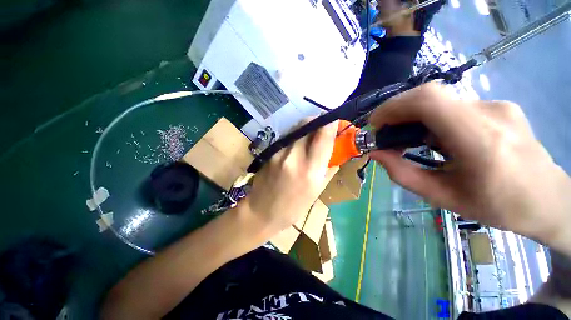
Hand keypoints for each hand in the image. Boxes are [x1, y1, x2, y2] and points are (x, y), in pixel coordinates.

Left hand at [245, 120, 338, 233]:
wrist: (261, 211)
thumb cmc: (293, 207)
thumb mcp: (317, 192)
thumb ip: (328, 168)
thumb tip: (335, 152)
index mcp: (310, 170)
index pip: (323, 136)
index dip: (330, 123)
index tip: (335, 121)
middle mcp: (294, 156)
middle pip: (307, 124)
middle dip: (318, 121)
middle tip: (324, 127)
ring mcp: (279, 152)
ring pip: (296, 128)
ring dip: (307, 127)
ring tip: (311, 135)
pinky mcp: (269, 151)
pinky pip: (287, 136)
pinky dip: (296, 135)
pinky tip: (297, 144)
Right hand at [369, 83, 570, 250]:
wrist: (549, 199)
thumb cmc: (498, 206)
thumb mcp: (443, 197)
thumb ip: (403, 174)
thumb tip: (376, 153)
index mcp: (480, 141)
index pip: (429, 101)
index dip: (394, 107)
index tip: (376, 124)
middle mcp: (490, 113)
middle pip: (430, 96)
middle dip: (397, 112)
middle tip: (386, 133)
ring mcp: (497, 105)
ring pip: (440, 101)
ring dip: (414, 117)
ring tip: (409, 140)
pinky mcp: (499, 106)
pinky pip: (453, 106)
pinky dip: (432, 118)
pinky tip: (436, 138)